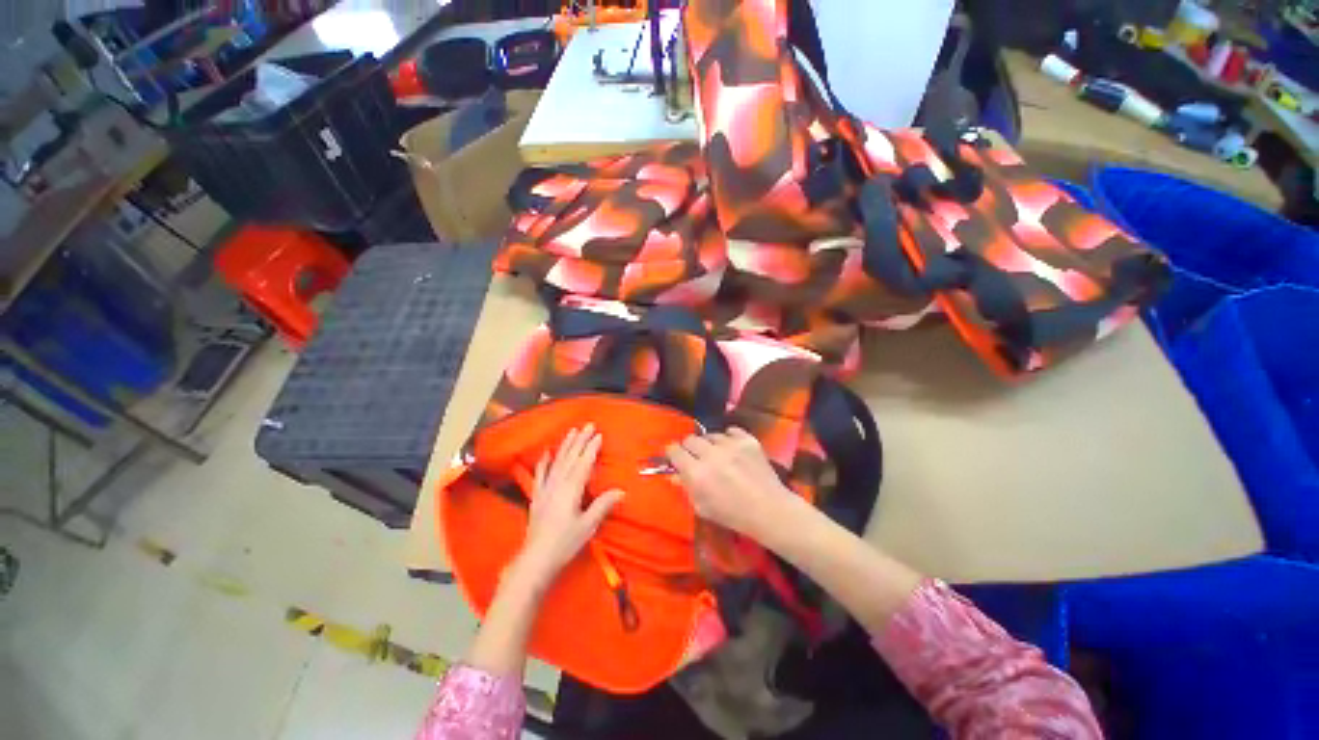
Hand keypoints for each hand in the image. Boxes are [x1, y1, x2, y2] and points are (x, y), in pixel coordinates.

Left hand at [511, 425, 623, 590]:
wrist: (535, 559)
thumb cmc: (564, 543)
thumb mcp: (587, 525)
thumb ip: (602, 505)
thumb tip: (620, 490)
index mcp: (571, 490)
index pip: (584, 464)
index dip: (591, 448)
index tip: (599, 434)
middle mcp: (558, 485)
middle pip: (571, 458)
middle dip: (580, 441)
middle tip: (587, 425)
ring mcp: (545, 489)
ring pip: (557, 462)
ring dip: (566, 446)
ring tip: (572, 431)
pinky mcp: (537, 496)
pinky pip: (541, 474)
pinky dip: (544, 462)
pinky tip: (546, 452)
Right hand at [665, 428, 798, 539]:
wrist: (769, 509)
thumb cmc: (732, 514)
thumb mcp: (703, 507)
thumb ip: (686, 488)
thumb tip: (674, 474)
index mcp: (696, 473)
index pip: (674, 451)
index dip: (673, 453)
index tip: (675, 457)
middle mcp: (711, 454)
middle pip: (690, 439)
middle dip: (690, 448)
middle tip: (696, 457)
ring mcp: (730, 445)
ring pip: (710, 435)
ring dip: (710, 444)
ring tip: (717, 454)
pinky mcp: (747, 440)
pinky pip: (731, 431)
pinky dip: (729, 438)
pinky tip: (731, 448)